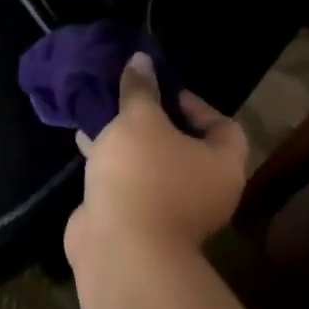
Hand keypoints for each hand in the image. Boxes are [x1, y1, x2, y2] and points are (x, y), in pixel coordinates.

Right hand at [64, 53, 249, 267]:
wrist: (121, 250)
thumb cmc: (143, 175)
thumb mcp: (140, 120)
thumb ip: (141, 88)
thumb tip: (142, 59)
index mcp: (222, 164)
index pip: (223, 125)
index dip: (194, 103)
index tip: (161, 90)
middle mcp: (206, 189)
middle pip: (185, 144)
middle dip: (154, 119)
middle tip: (129, 98)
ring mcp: (174, 210)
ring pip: (153, 163)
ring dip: (129, 140)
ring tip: (101, 112)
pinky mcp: (141, 221)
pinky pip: (131, 181)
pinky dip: (113, 162)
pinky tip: (85, 141)